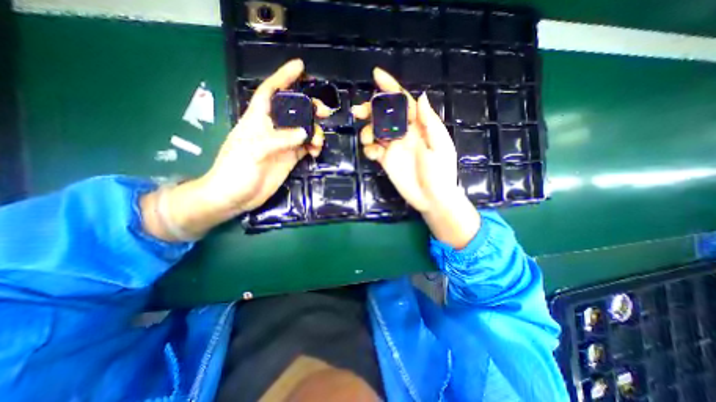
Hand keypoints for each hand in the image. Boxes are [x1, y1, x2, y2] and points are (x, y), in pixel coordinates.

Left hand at [198, 59, 326, 212]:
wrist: (235, 197)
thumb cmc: (235, 170)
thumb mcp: (253, 151)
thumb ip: (279, 140)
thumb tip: (304, 133)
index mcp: (258, 120)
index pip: (271, 92)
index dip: (284, 77)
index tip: (300, 67)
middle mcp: (272, 129)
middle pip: (294, 111)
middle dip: (310, 108)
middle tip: (325, 112)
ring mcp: (283, 144)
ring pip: (304, 130)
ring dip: (315, 132)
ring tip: (319, 141)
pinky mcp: (290, 158)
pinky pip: (306, 147)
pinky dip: (314, 147)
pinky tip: (316, 152)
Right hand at [352, 68, 480, 248]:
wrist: (432, 198)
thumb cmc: (440, 172)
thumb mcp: (439, 145)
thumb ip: (428, 122)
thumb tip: (421, 96)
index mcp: (419, 126)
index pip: (403, 102)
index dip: (391, 88)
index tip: (376, 75)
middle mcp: (404, 134)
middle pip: (384, 115)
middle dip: (371, 109)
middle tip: (358, 112)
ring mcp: (394, 148)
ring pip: (375, 131)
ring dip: (368, 131)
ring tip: (369, 139)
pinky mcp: (386, 161)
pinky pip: (373, 149)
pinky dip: (369, 148)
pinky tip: (373, 154)